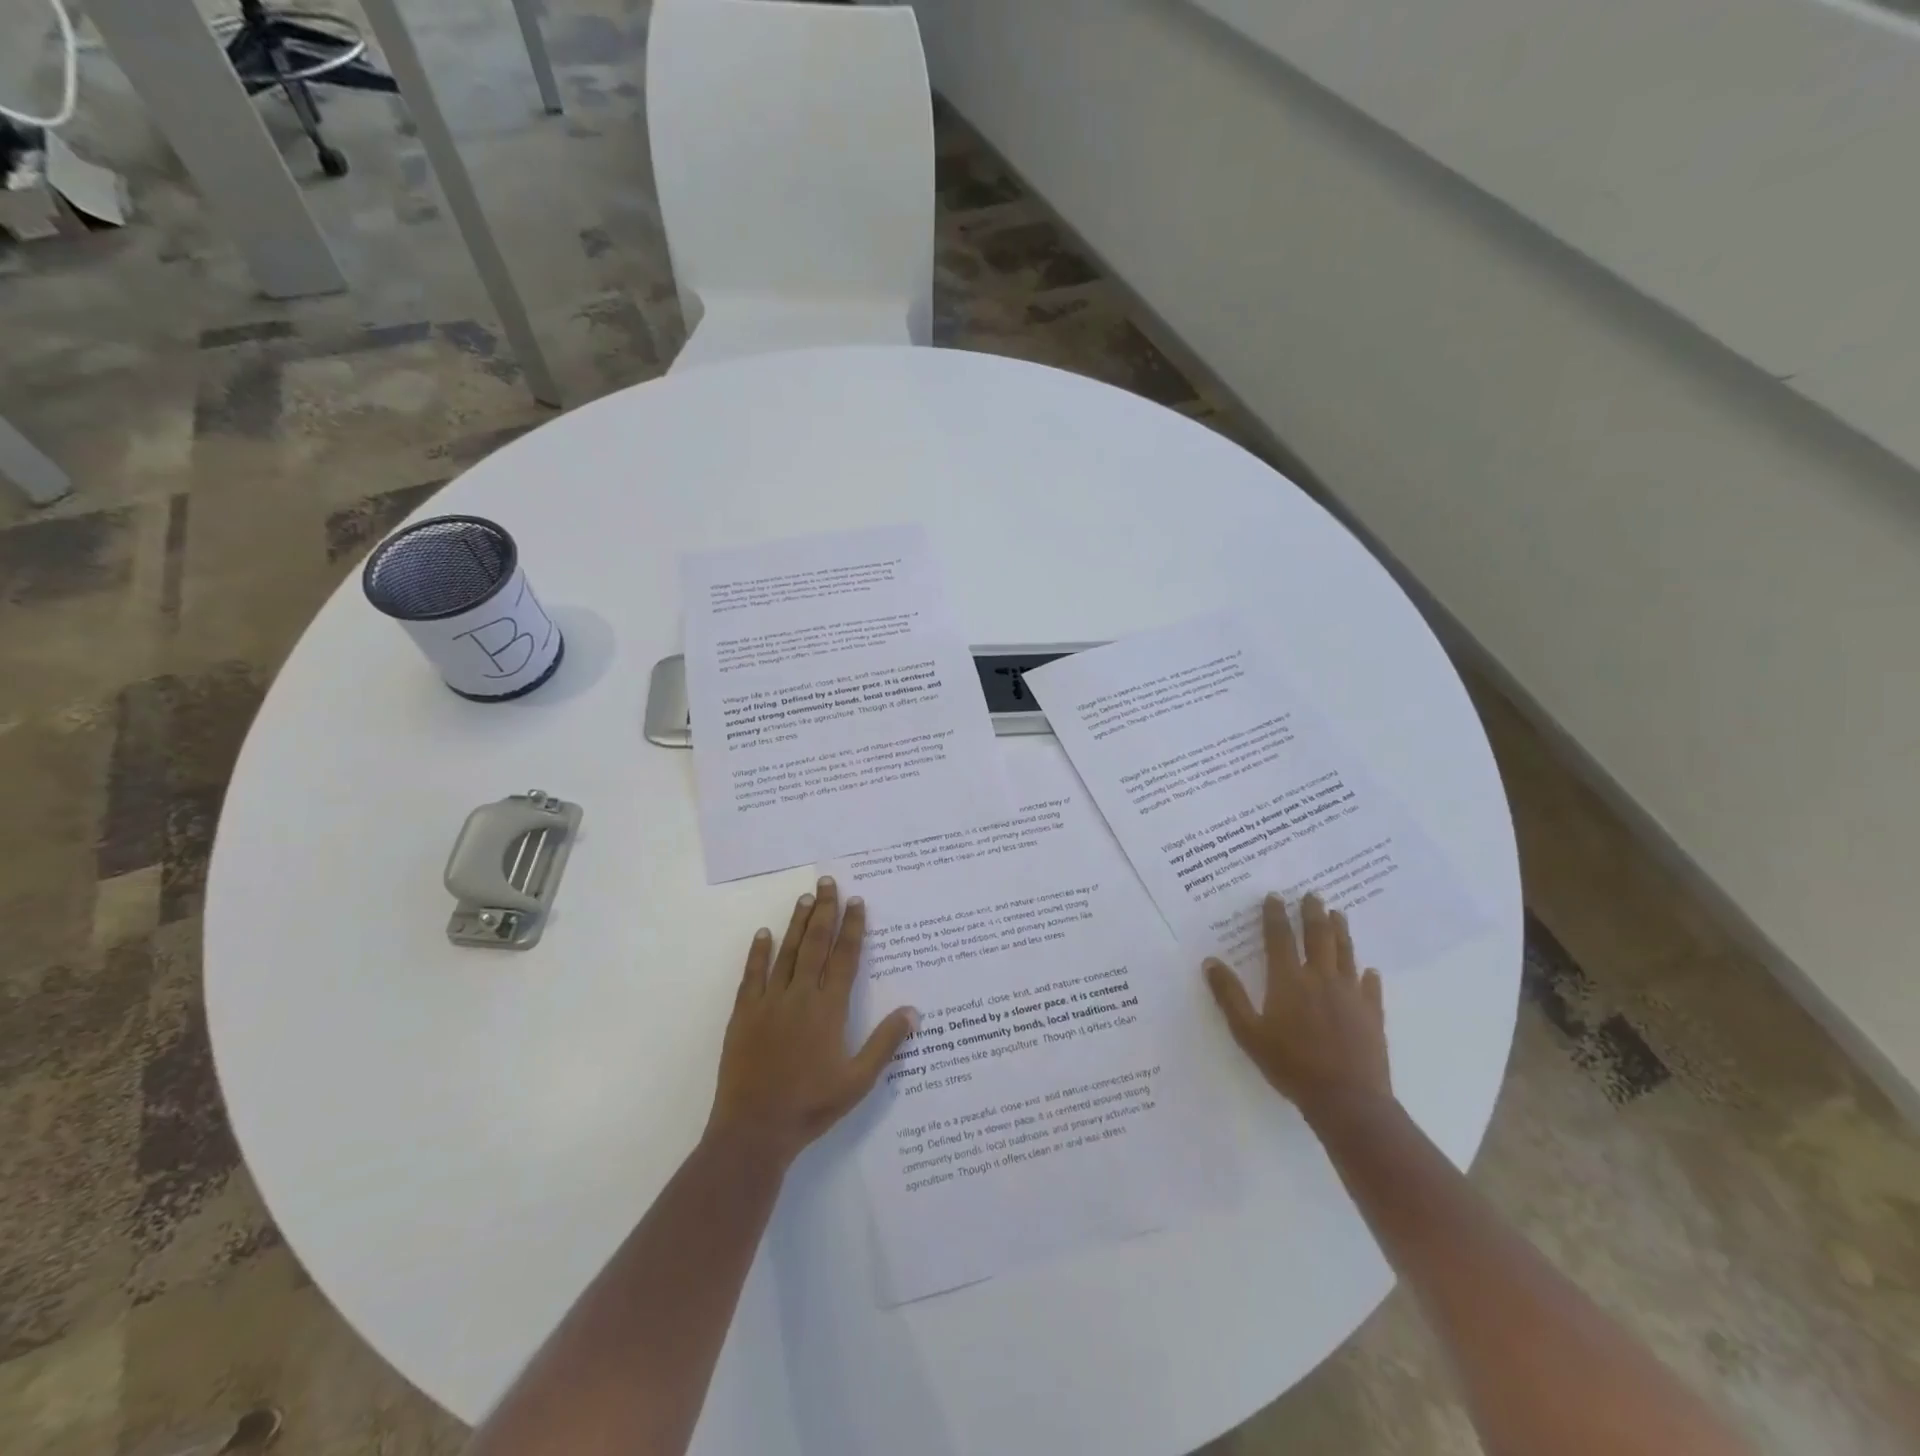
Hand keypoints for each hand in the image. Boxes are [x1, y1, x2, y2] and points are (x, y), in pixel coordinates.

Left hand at [707, 876, 917, 1168]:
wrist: (754, 1130)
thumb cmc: (811, 1106)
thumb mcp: (858, 1081)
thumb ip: (885, 1043)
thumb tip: (912, 1011)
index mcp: (828, 1010)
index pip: (844, 958)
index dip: (852, 928)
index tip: (856, 901)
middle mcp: (800, 997)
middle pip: (815, 944)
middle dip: (824, 911)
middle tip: (828, 882)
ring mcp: (768, 1003)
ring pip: (786, 952)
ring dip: (797, 923)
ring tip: (805, 897)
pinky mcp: (743, 1014)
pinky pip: (752, 975)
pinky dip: (758, 953)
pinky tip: (763, 934)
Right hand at [1203, 891, 1390, 1120]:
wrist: (1347, 1099)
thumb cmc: (1291, 1065)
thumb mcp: (1248, 1032)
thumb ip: (1229, 996)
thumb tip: (1211, 961)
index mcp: (1288, 980)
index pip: (1279, 938)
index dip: (1275, 915)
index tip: (1275, 896)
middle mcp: (1320, 978)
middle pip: (1317, 936)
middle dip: (1312, 913)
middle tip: (1312, 894)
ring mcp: (1350, 994)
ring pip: (1345, 953)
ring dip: (1340, 931)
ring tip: (1338, 914)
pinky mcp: (1372, 1014)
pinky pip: (1370, 987)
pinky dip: (1367, 975)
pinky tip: (1369, 970)